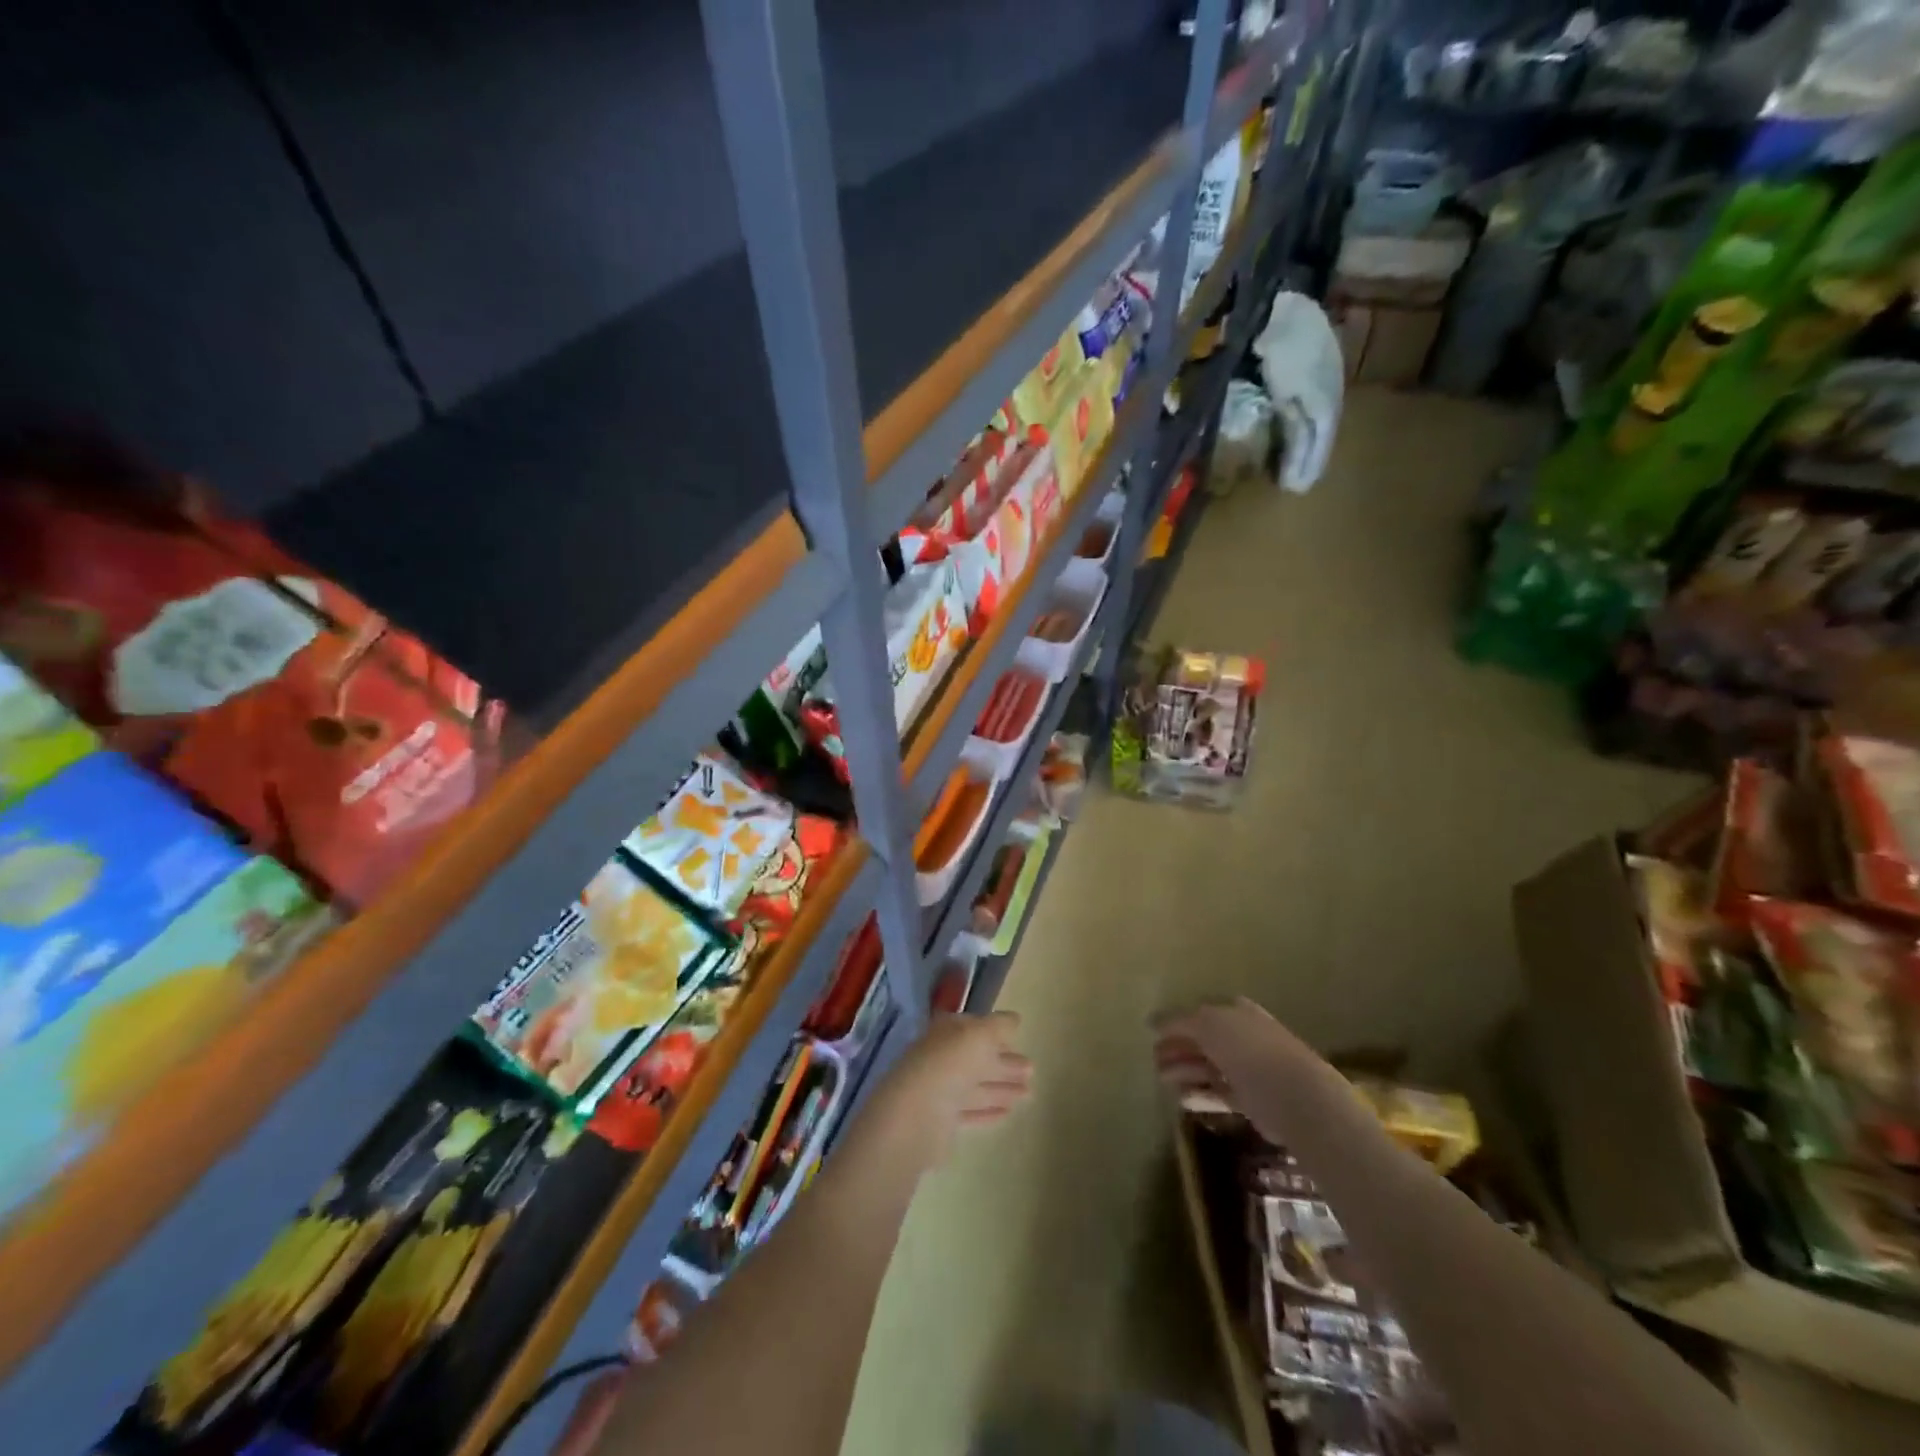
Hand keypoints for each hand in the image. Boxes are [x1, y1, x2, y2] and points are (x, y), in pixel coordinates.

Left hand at [864, 1012, 1031, 1167]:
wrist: (916, 1116)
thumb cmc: (949, 1065)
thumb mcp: (979, 1035)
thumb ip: (998, 1025)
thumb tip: (1014, 1019)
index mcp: (945, 1034)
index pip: (972, 1029)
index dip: (995, 1033)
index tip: (1018, 1039)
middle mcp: (940, 1059)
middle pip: (976, 1059)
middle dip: (1004, 1063)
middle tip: (1032, 1070)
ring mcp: (939, 1092)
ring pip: (976, 1087)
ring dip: (1002, 1088)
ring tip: (1030, 1093)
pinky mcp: (941, 1123)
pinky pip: (970, 1112)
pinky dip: (989, 1111)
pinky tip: (1008, 1113)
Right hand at [1153, 998, 1322, 1142]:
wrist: (1294, 1096)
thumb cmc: (1248, 1049)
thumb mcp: (1206, 1023)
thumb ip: (1177, 1021)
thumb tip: (1152, 1021)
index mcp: (1236, 1011)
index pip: (1200, 1012)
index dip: (1177, 1023)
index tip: (1155, 1036)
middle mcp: (1242, 1036)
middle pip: (1202, 1041)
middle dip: (1177, 1049)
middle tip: (1154, 1061)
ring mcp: (1247, 1069)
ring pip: (1208, 1068)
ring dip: (1184, 1072)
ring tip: (1163, 1081)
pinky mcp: (1250, 1101)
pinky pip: (1218, 1094)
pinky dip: (1200, 1095)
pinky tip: (1182, 1100)